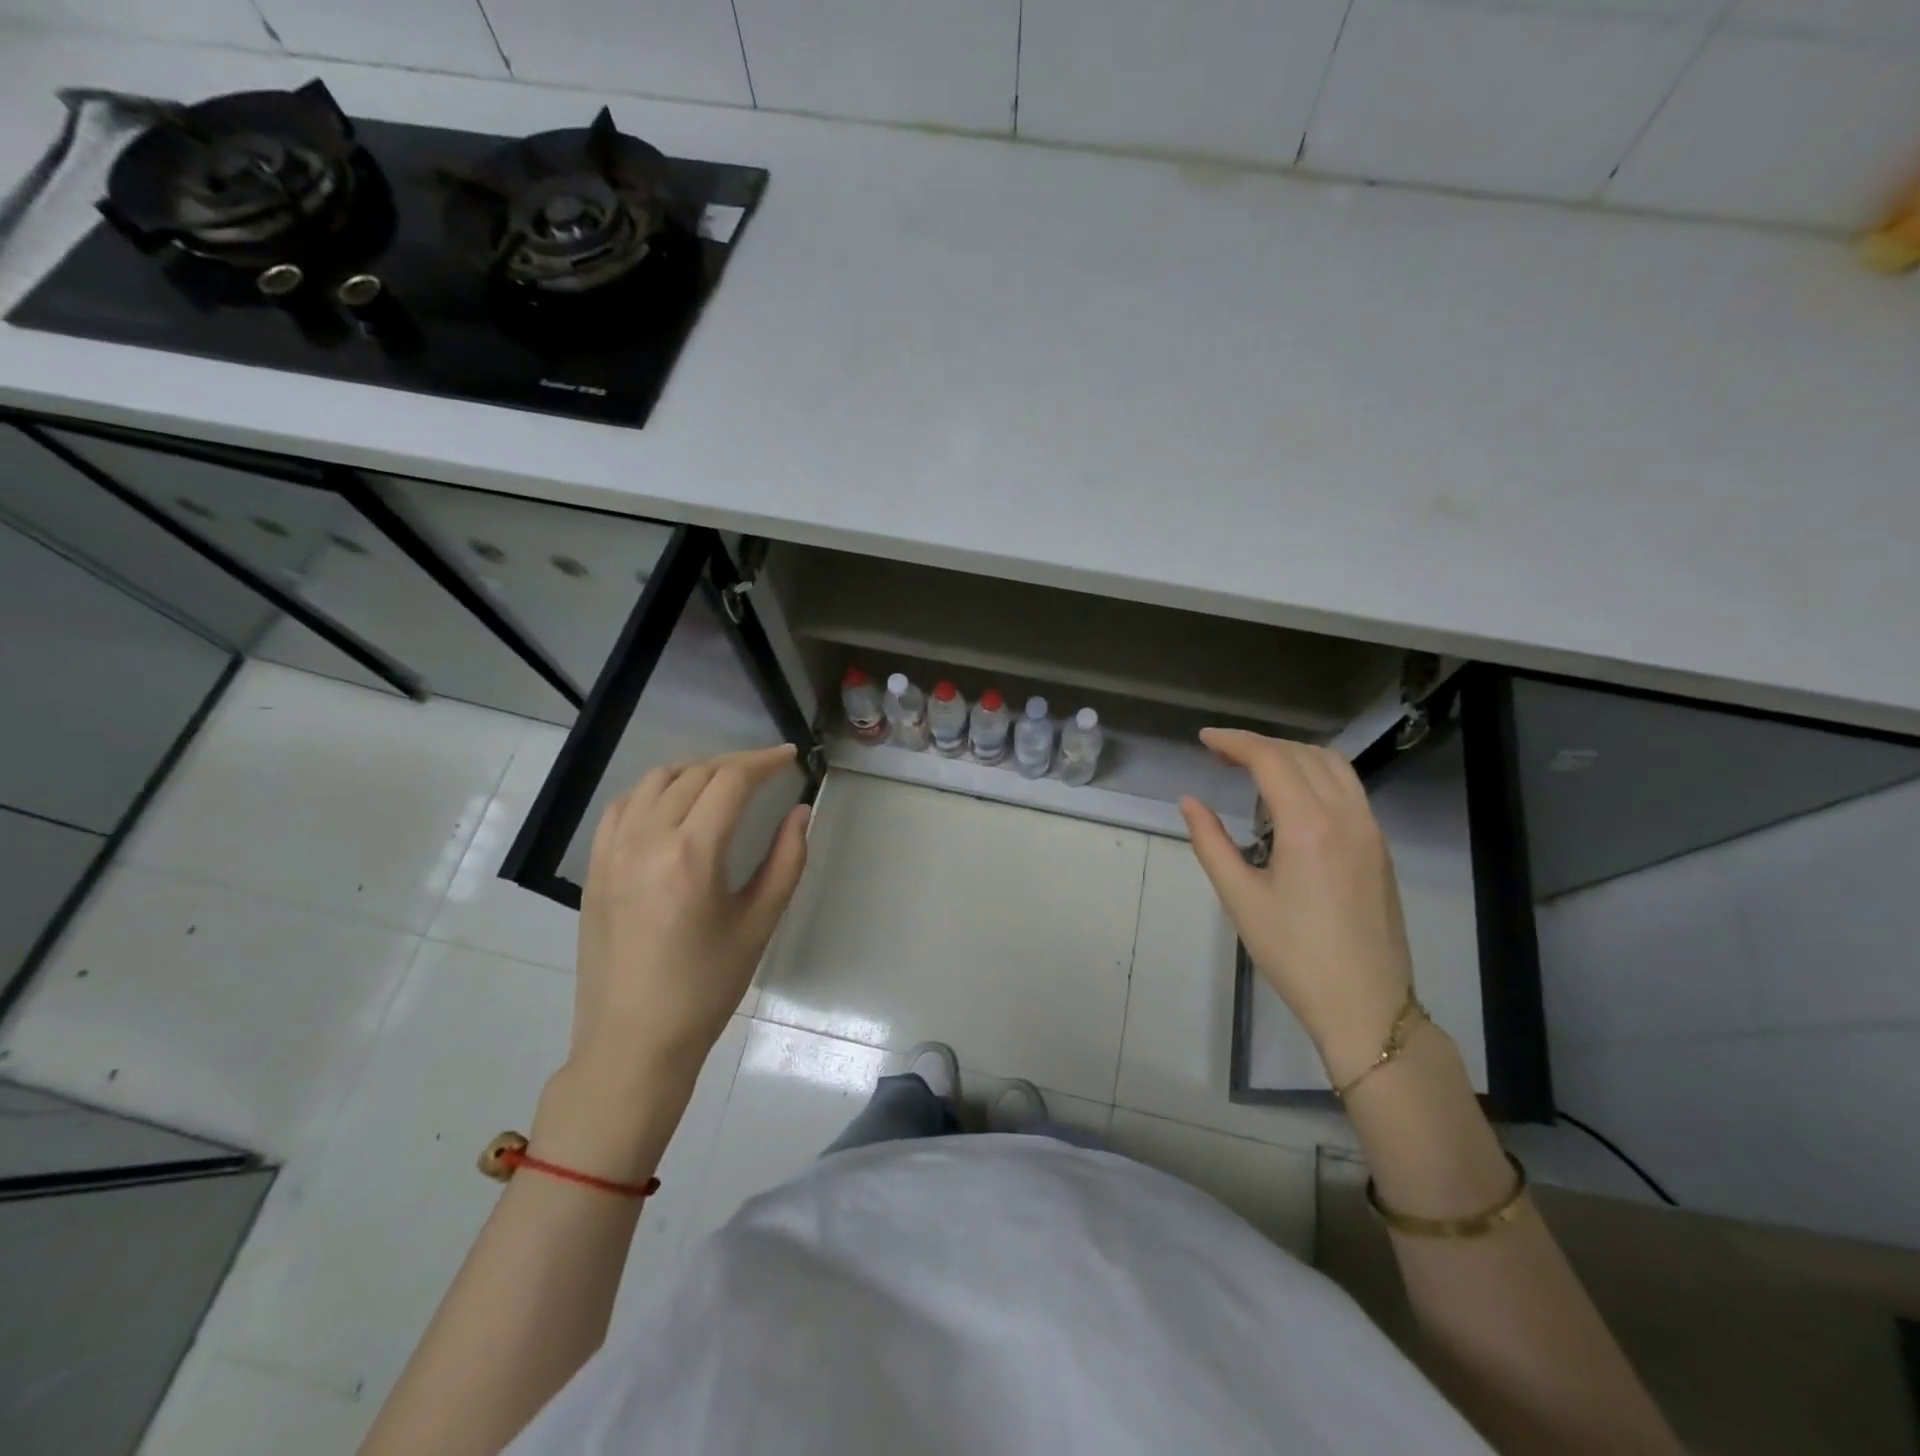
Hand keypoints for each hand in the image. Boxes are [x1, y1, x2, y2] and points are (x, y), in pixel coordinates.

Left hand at [570, 744, 810, 1089]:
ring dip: (694, 770)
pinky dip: (652, 792)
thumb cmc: (706, 987)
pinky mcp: (595, 868)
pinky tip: (671, 804)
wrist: (633, 1041)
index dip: (764, 761)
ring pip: (654, 781)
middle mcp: (646, 840)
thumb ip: (786, 859)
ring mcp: (612, 851)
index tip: (790, 756)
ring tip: (723, 782)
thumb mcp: (759, 923)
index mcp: (692, 854)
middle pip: (694, 774)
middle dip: (735, 763)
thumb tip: (799, 811)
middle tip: (767, 770)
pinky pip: (622, 807)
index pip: (730, 781)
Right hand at [1179, 729, 1413, 1085]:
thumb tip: (1190, 802)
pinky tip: (1292, 799)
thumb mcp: (1240, 898)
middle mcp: (1346, 816)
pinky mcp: (1379, 848)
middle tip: (1220, 755)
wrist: (1366, 1005)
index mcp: (1309, 826)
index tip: (1204, 739)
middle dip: (1259, 744)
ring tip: (1255, 768)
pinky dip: (1316, 775)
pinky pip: (1349, 789)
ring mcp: (1370, 830)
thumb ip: (1211, 842)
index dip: (1234, 741)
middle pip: (1302, 754)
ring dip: (1292, 754)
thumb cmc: (1294, 954)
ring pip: (1333, 766)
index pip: (1271, 759)